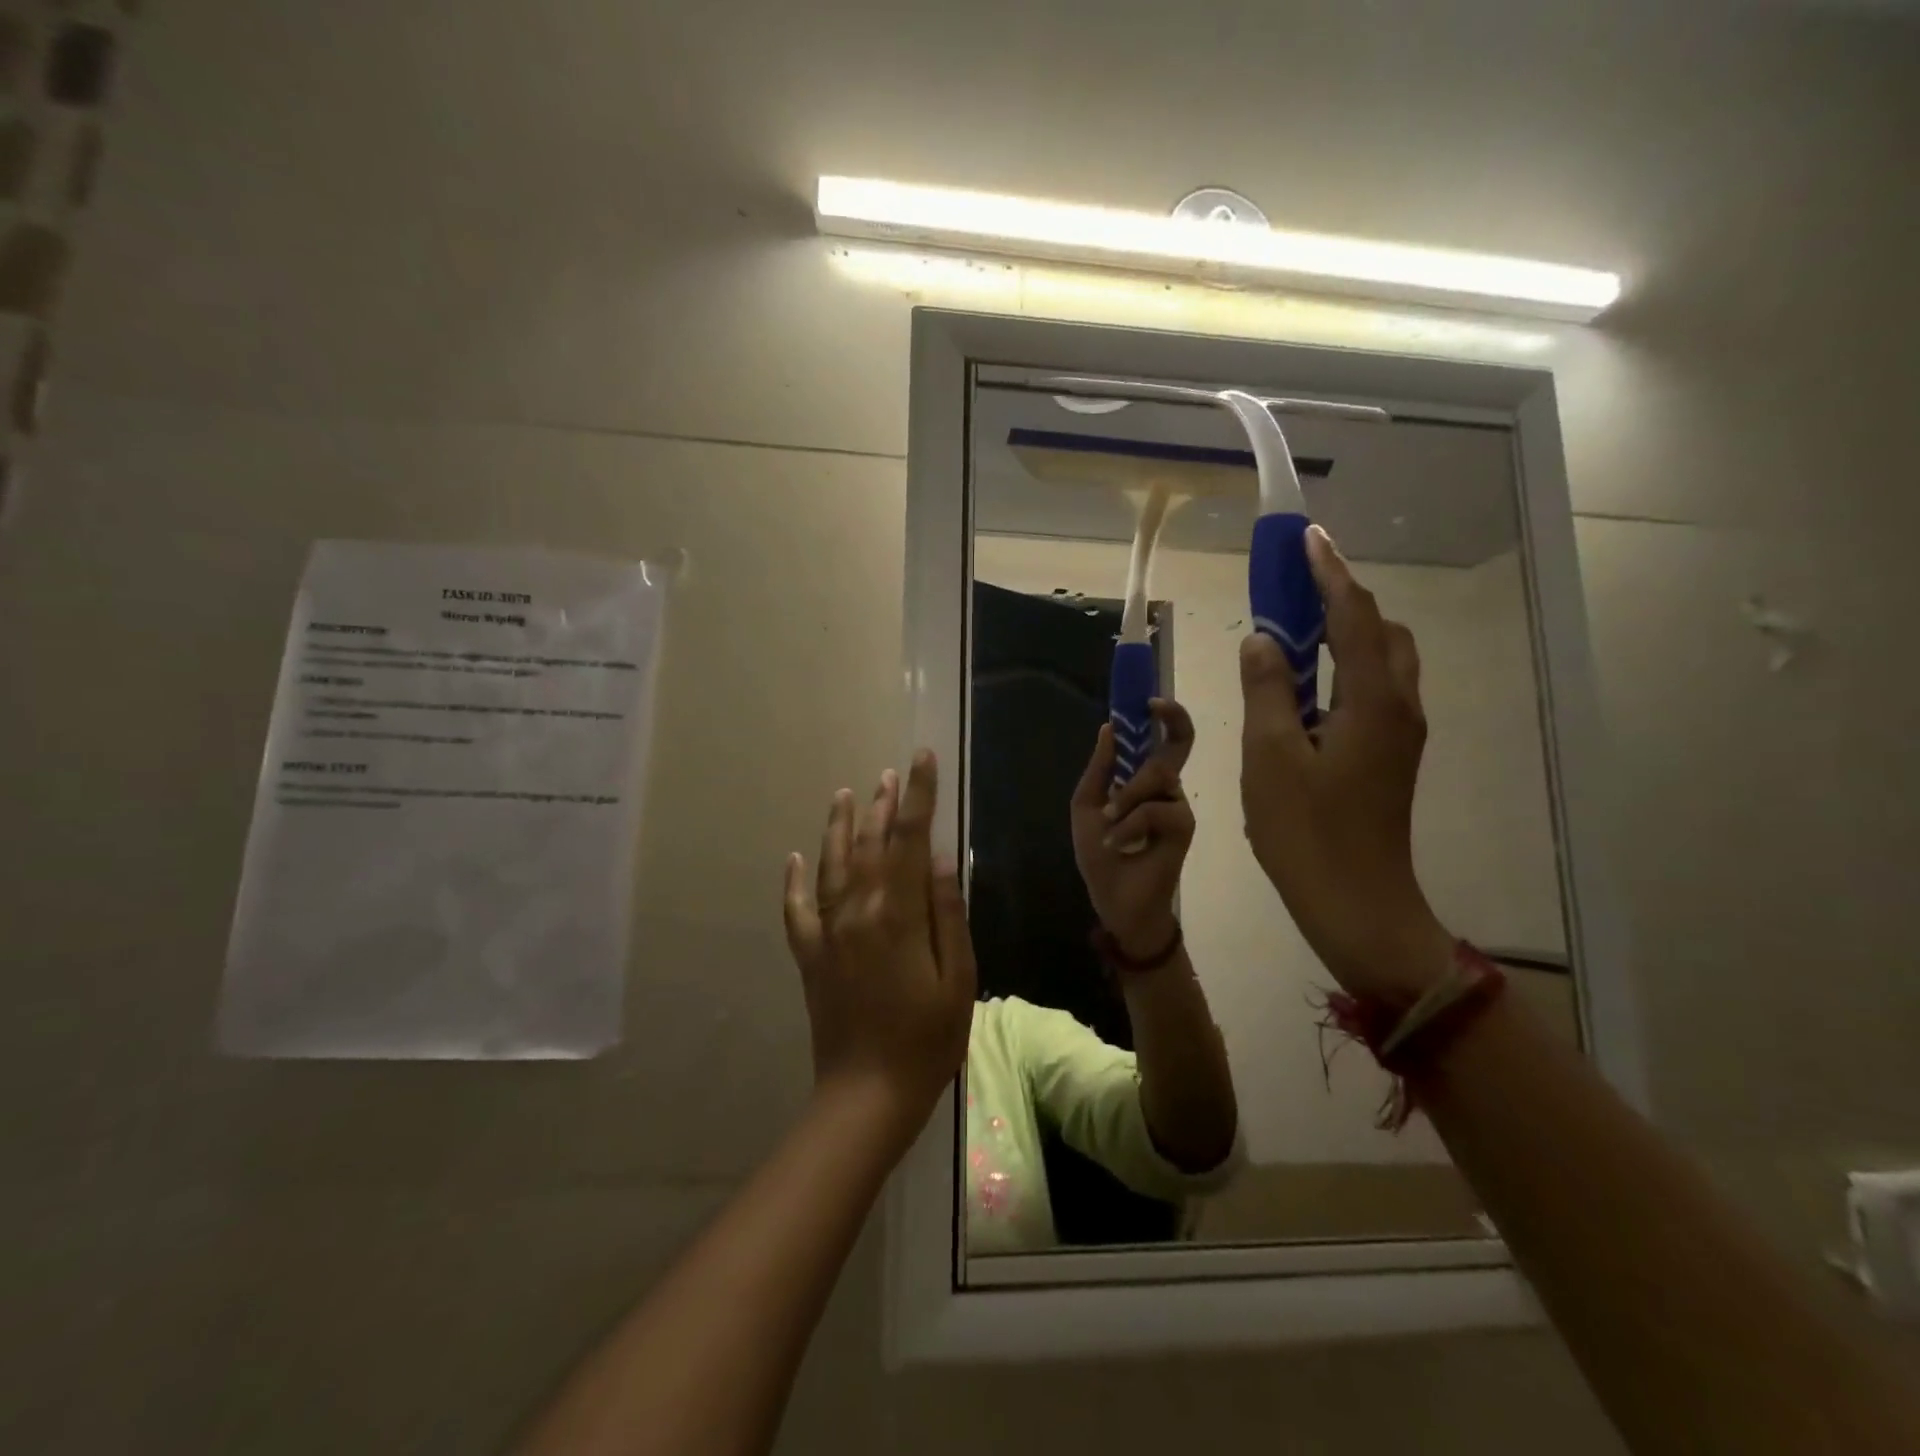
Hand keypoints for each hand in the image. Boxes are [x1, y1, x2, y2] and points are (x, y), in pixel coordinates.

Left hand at [783, 752, 976, 1140]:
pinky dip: (794, 880)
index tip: (921, 759)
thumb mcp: (958, 977)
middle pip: (869, 844)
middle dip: (882, 804)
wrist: (866, 1095)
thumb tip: (942, 858)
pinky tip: (795, 858)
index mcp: (899, 914)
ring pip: (832, 865)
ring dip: (839, 826)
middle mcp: (858, 912)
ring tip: (846, 793)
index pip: (910, 839)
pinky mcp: (810, 956)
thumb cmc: (927, 1039)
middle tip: (891, 772)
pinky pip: (797, 909)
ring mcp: (828, 932)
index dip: (918, 796)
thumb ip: (948, 913)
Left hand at [1070, 699, 1195, 958]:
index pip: (1165, 739)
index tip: (1149, 700)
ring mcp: (1178, 805)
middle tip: (1150, 717)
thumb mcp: (1088, 805)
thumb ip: (1100, 768)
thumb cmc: (1099, 853)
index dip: (1166, 715)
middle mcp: (1167, 787)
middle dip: (1164, 730)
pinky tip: (1118, 842)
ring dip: (1125, 799)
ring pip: (1158, 776)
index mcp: (1143, 779)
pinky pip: (1156, 809)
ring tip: (1108, 823)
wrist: (1113, 898)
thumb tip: (1108, 727)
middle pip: (1176, 745)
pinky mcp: (1184, 826)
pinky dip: (1130, 823)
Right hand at [1239, 527, 1452, 1000]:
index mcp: (1373, 702)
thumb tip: (1264, 640)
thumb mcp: (1269, 757)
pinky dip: (1343, 668)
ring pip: (1382, 662)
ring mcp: (1400, 734)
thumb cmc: (1307, 833)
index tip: (1307, 538)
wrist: (1357, 904)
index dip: (1329, 573)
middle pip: (1381, 631)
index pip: (1353, 616)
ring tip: (1293, 635)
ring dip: (1344, 634)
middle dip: (1341, 599)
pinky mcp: (1390, 756)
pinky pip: (1373, 691)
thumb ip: (1267, 690)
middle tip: (1292, 590)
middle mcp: (1399, 707)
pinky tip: (1303, 687)